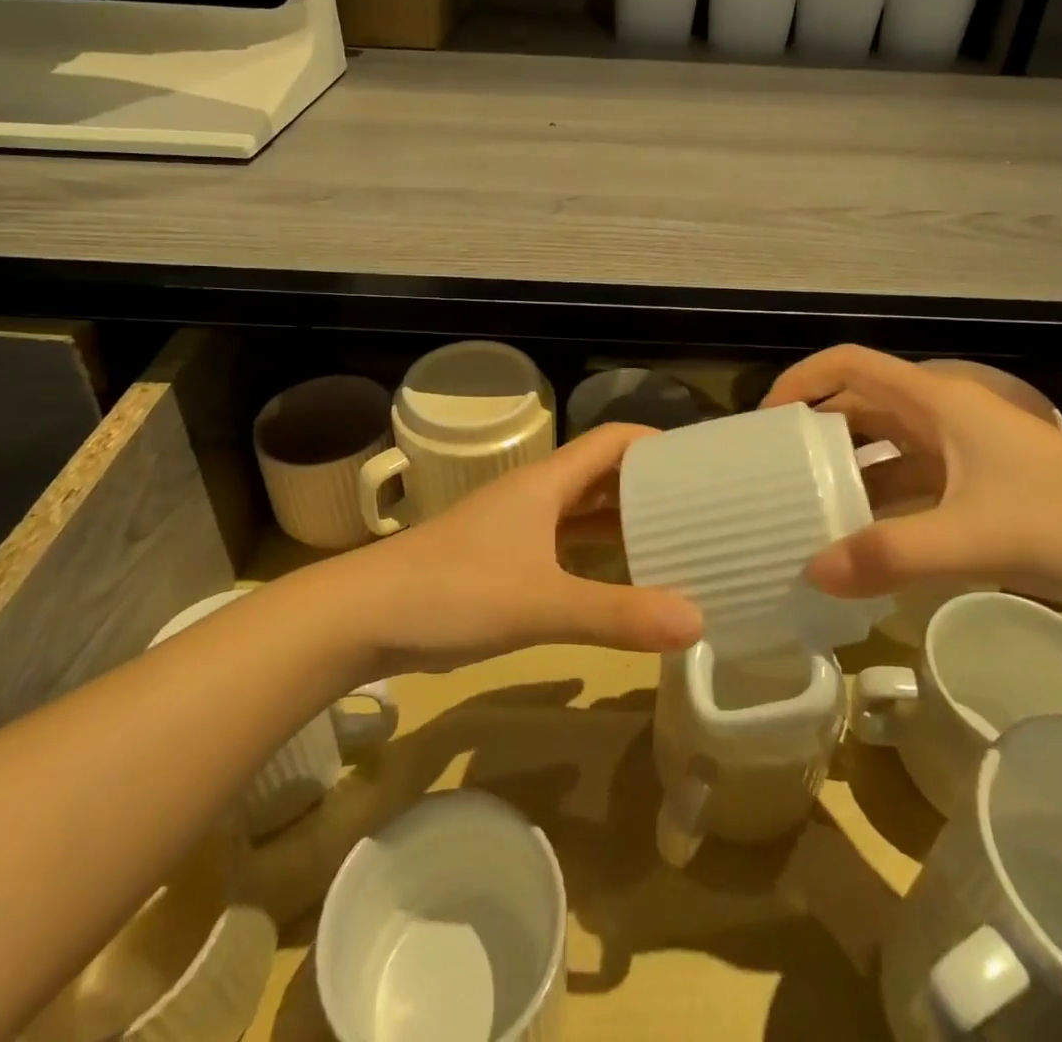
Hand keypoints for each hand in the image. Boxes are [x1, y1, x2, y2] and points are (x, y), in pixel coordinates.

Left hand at [336, 424, 703, 675]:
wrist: (361, 616)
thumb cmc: (453, 592)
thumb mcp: (541, 604)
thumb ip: (617, 614)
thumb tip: (696, 620)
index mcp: (546, 483)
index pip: (612, 440)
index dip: (656, 443)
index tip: (700, 464)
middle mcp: (533, 496)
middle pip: (600, 475)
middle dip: (647, 487)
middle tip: (699, 511)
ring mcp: (513, 528)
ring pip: (580, 513)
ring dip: (621, 523)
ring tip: (670, 545)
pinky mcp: (499, 561)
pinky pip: (561, 546)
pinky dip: (593, 556)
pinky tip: (614, 583)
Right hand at [765, 346, 1061, 632]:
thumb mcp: (978, 536)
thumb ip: (892, 554)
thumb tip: (812, 570)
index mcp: (939, 401)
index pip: (850, 365)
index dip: (801, 380)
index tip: (764, 423)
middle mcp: (945, 420)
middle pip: (860, 410)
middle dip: (814, 436)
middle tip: (773, 477)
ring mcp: (964, 458)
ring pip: (885, 455)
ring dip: (846, 479)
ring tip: (804, 516)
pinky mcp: (981, 495)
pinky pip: (911, 493)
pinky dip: (881, 512)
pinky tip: (861, 549)